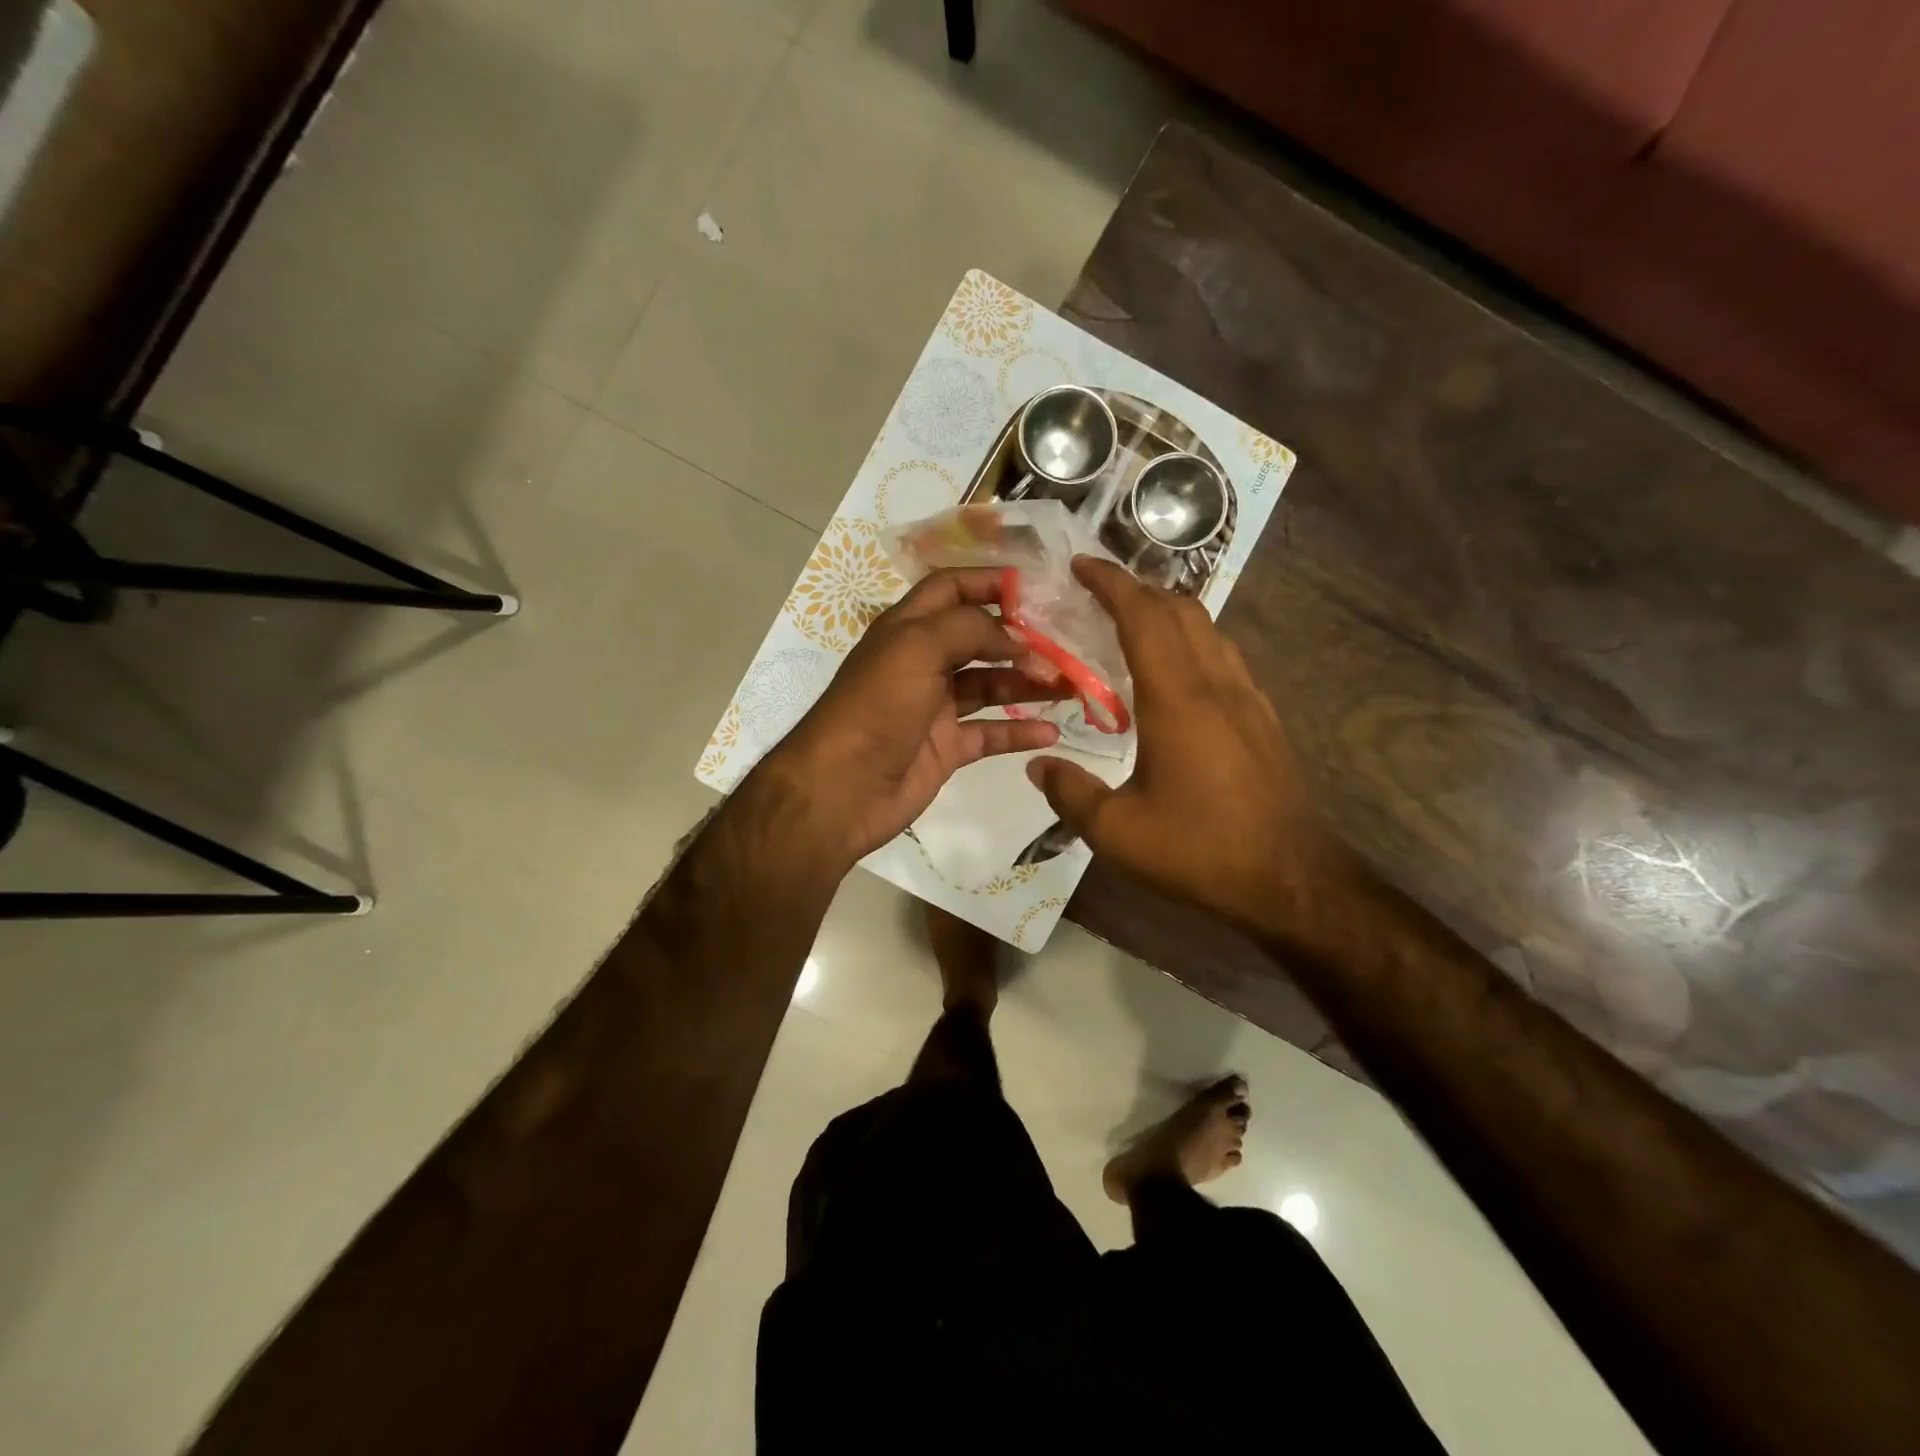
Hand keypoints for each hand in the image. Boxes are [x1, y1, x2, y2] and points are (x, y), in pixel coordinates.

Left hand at [761, 568, 1067, 866]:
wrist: (841, 789)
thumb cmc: (876, 707)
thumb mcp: (916, 648)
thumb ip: (968, 628)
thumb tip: (1015, 635)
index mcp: (907, 629)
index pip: (950, 589)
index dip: (988, 582)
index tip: (1037, 587)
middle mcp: (922, 663)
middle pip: (979, 639)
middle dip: (1022, 638)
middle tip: (1068, 642)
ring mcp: (935, 708)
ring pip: (991, 685)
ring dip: (1028, 682)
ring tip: (1071, 684)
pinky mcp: (946, 748)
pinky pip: (990, 733)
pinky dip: (1019, 731)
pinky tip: (1051, 731)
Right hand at [1025, 557, 1355, 933]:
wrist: (1291, 879)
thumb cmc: (1200, 851)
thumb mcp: (1118, 832)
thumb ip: (1070, 793)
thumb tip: (1036, 765)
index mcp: (1177, 699)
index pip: (1143, 617)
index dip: (1111, 584)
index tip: (1081, 565)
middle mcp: (1215, 683)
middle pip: (1180, 609)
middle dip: (1137, 587)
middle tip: (1097, 590)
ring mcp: (1246, 698)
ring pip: (1207, 628)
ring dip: (1167, 611)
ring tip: (1130, 622)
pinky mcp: (1262, 717)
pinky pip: (1222, 656)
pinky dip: (1190, 641)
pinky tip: (1173, 671)